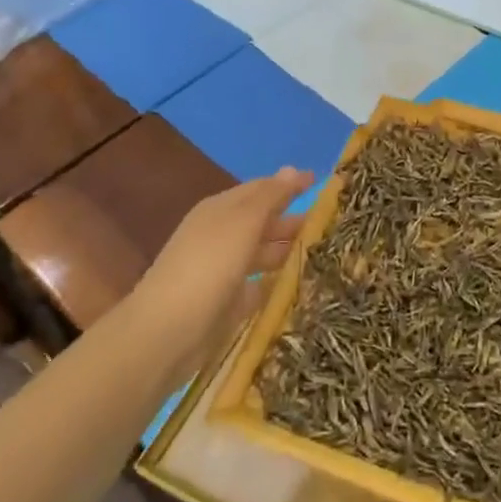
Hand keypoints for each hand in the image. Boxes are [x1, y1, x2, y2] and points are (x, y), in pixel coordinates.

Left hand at [133, 167, 312, 385]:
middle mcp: (223, 235)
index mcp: (222, 210)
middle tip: (333, 224)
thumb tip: (293, 169)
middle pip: (264, 222)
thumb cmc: (208, 266)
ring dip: (290, 251)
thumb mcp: (242, 223)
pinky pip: (261, 286)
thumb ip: (271, 196)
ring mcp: (225, 270)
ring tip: (328, 254)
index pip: (262, 189)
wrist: (166, 333)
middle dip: (295, 220)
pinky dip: (280, 283)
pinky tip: (304, 285)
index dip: (290, 184)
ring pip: (264, 253)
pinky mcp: (229, 304)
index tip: (321, 183)